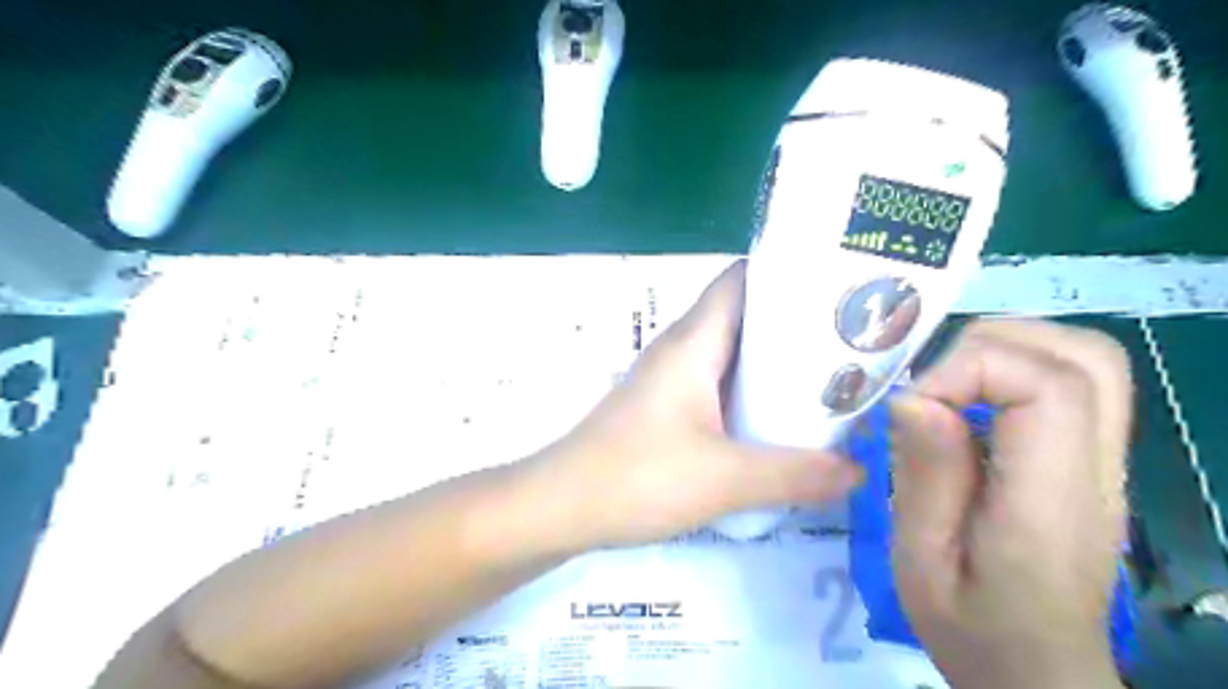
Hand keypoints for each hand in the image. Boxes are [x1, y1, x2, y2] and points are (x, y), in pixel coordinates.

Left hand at [535, 259, 861, 549]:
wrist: (562, 506)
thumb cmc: (638, 476)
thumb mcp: (726, 479)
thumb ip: (796, 474)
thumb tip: (858, 470)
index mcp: (694, 341)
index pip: (743, 279)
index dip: (789, 272)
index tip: (841, 286)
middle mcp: (682, 349)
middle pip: (745, 316)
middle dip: (797, 323)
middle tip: (854, 340)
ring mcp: (671, 379)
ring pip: (733, 354)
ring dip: (776, 363)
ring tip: (833, 378)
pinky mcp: (667, 409)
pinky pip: (719, 386)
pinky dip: (752, 393)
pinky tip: (781, 421)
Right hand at [883, 319, 1130, 688]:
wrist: (1035, 671)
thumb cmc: (970, 625)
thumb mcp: (921, 559)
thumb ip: (924, 476)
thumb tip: (914, 398)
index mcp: (1051, 501)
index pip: (1050, 388)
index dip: (971, 369)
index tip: (915, 401)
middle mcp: (1094, 471)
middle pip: (1086, 358)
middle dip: (996, 343)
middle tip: (934, 379)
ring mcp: (1102, 464)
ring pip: (1088, 361)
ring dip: (1010, 348)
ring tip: (950, 380)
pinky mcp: (1088, 463)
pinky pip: (1072, 385)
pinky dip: (1016, 369)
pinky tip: (970, 401)